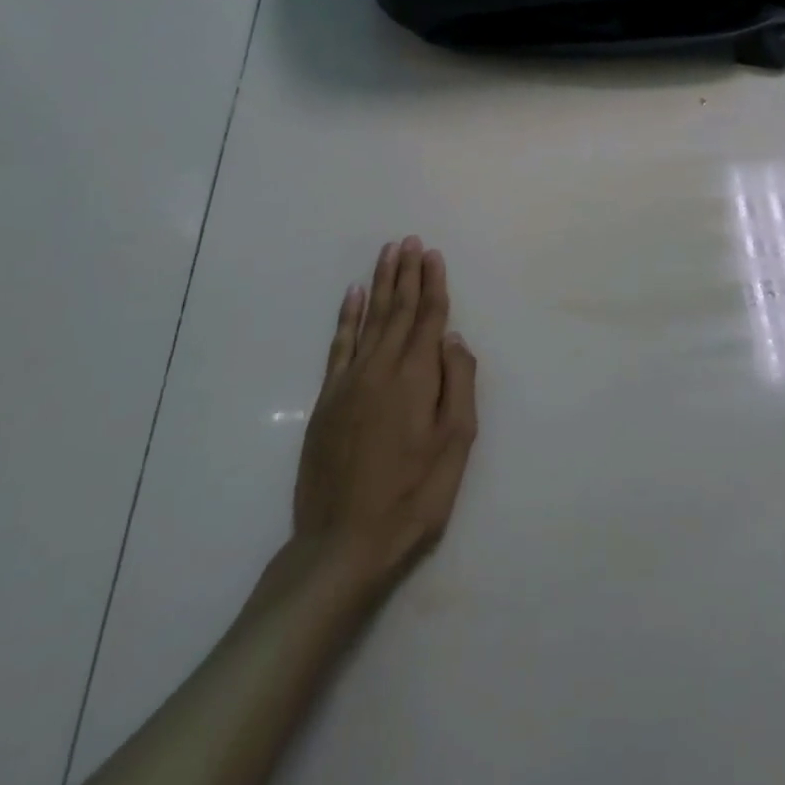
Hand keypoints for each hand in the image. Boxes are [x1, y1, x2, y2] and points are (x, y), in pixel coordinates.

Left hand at [290, 237, 477, 593]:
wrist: (343, 543)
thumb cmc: (413, 495)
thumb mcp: (455, 444)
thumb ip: (457, 383)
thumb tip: (454, 338)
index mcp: (416, 377)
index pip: (429, 318)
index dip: (433, 284)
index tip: (432, 254)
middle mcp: (381, 368)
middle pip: (398, 310)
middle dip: (406, 273)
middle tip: (409, 241)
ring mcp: (350, 382)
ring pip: (369, 319)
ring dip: (380, 284)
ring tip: (387, 254)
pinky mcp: (328, 400)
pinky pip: (339, 345)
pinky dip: (347, 317)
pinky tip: (352, 296)